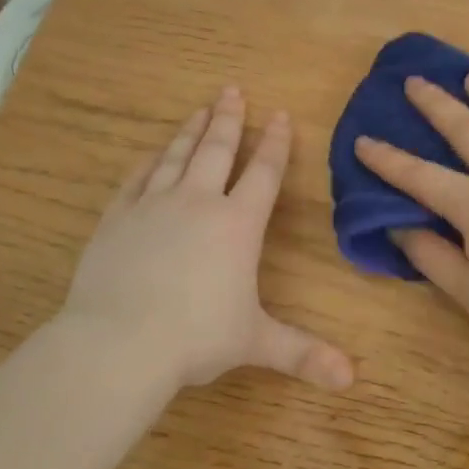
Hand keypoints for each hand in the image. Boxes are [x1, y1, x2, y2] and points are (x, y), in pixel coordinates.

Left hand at [62, 88, 353, 391]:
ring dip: (191, 131)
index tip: (279, 115)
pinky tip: (153, 153)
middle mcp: (198, 203)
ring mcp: (153, 206)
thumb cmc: (196, 337)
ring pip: (177, 156)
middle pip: (218, 150)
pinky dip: (149, 161)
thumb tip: (351, 378)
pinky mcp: (117, 218)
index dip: (275, 143)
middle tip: (232, 90)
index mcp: (238, 225)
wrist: (118, 342)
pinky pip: (136, 178)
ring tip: (200, 108)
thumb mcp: (256, 342)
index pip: (264, 173)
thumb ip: (304, 353)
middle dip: (229, 119)